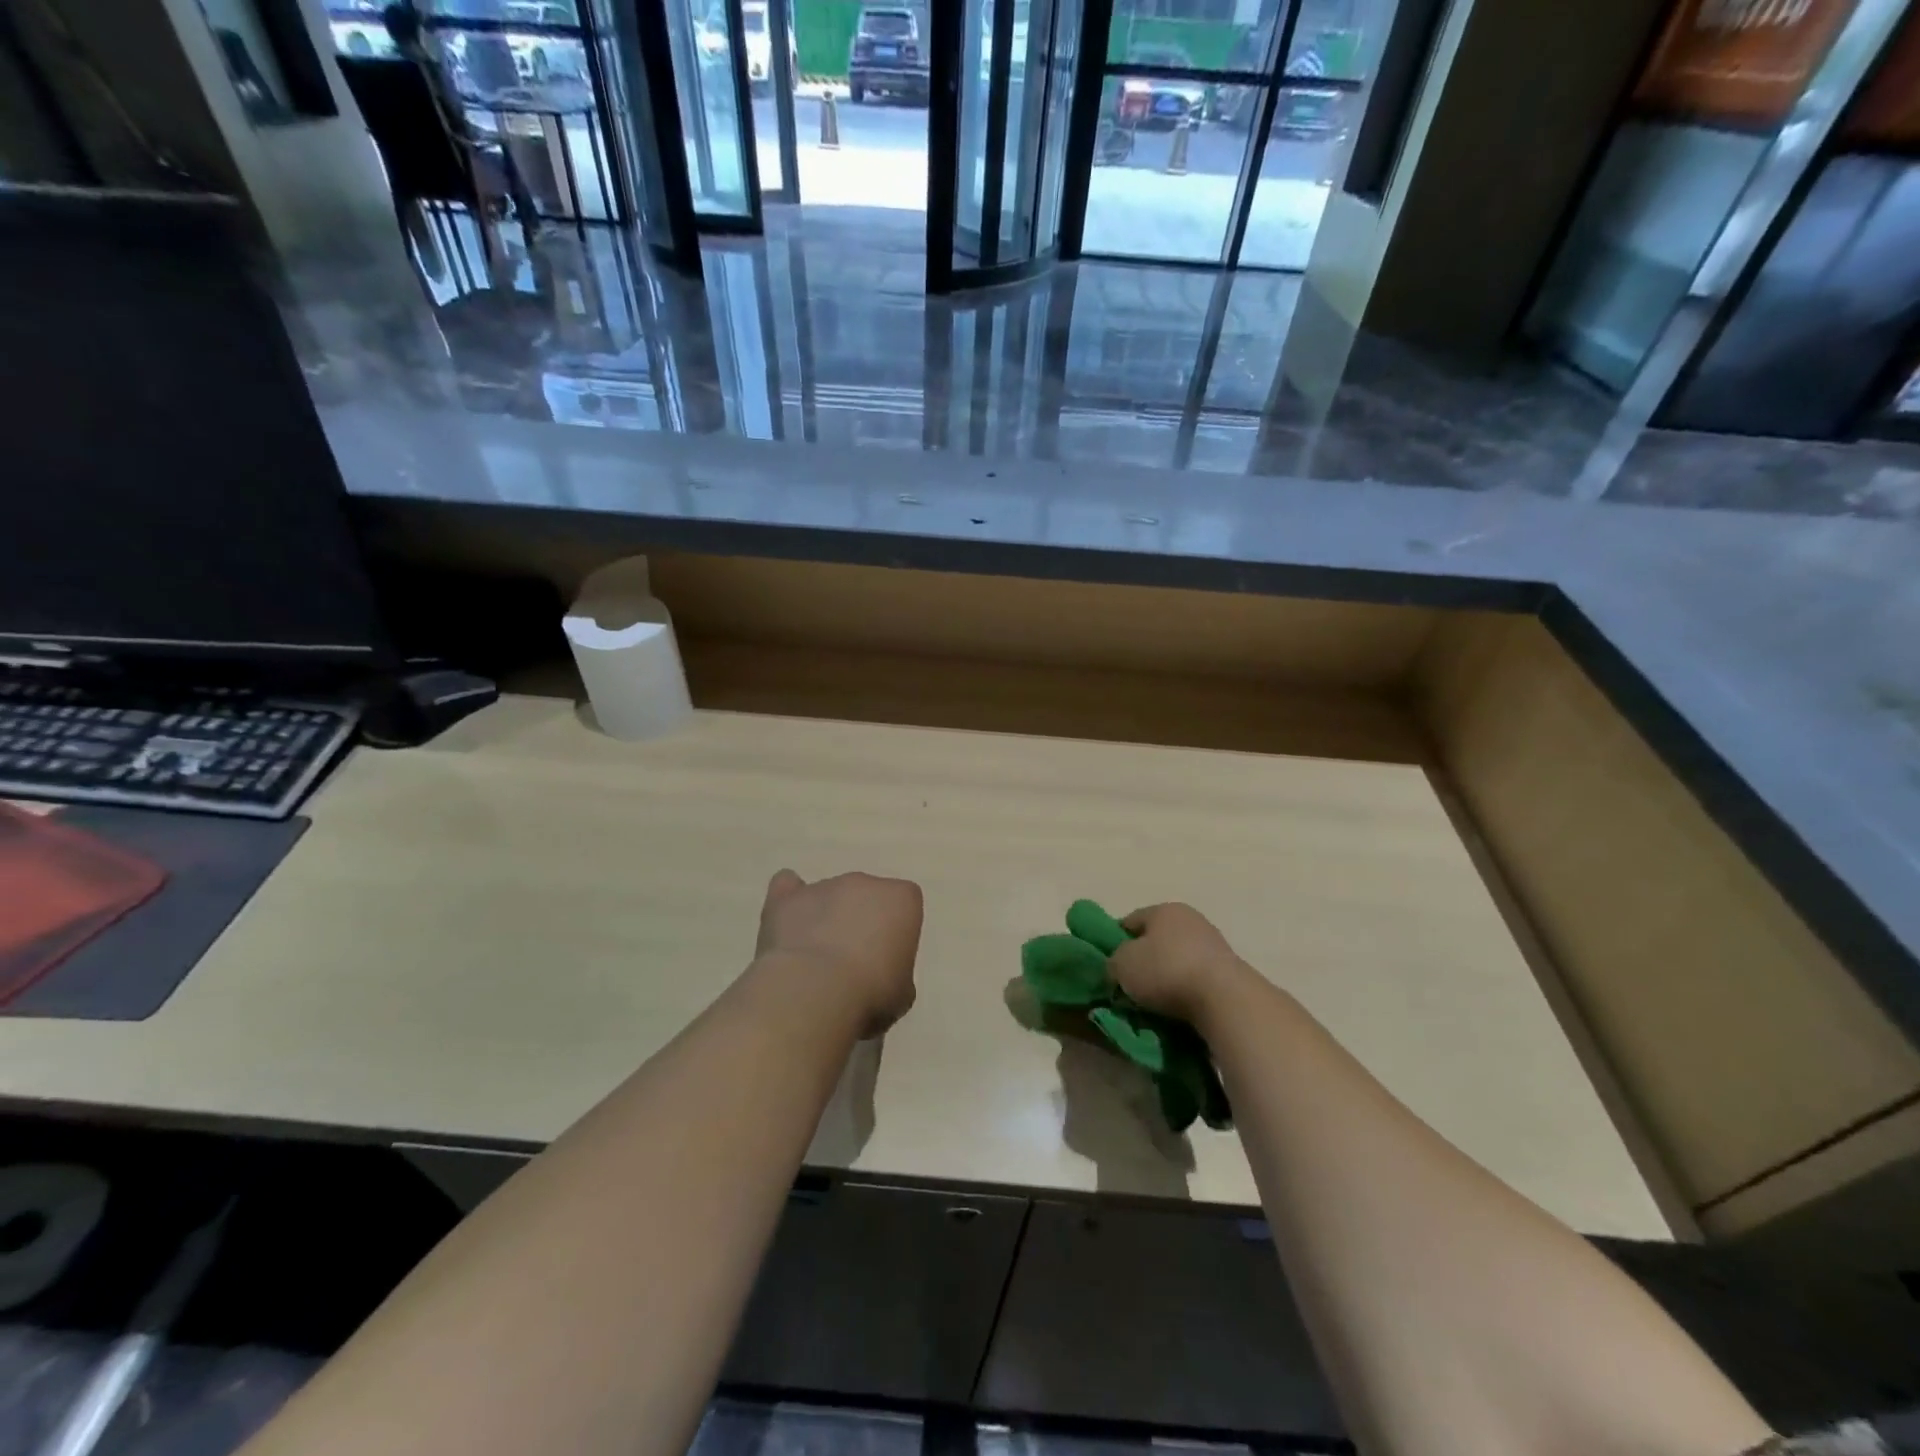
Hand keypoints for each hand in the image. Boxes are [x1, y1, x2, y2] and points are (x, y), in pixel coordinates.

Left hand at [755, 869, 922, 1036]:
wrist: (815, 992)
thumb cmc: (871, 993)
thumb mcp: (902, 993)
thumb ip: (896, 972)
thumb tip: (880, 977)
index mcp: (901, 899)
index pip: (905, 904)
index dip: (896, 931)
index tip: (888, 959)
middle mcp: (864, 883)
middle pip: (866, 896)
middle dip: (860, 922)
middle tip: (852, 963)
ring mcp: (823, 886)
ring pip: (829, 896)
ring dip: (826, 919)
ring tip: (814, 961)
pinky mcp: (786, 898)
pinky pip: (787, 887)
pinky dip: (789, 902)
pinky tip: (787, 924)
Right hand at [1108, 903, 1249, 1026]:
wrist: (1224, 999)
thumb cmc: (1166, 971)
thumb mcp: (1122, 964)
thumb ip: (1113, 961)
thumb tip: (1118, 967)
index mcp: (1163, 909)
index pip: (1130, 921)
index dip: (1115, 942)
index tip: (1109, 967)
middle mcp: (1190, 919)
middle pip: (1156, 940)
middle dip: (1143, 961)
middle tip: (1130, 986)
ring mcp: (1213, 943)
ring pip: (1177, 959)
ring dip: (1166, 977)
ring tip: (1154, 1003)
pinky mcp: (1229, 970)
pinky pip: (1196, 978)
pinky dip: (1186, 990)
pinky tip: (1179, 1007)